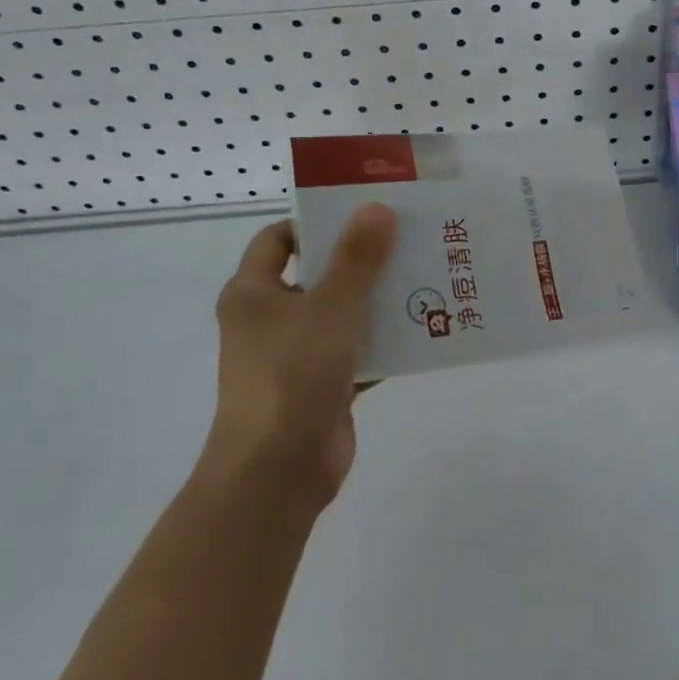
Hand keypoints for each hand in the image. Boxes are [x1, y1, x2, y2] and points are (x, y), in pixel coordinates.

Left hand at [204, 203, 397, 508]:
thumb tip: (376, 208)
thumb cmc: (293, 375)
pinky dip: (384, 343)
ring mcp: (295, 356)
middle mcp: (269, 320)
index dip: (316, 223)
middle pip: (317, 275)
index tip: (362, 214)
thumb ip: (356, 258)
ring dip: (377, 301)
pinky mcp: (320, 387)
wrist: (278, 472)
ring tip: (425, 277)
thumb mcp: (331, 307)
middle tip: (407, 239)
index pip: (278, 239)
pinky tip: (424, 329)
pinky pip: (356, 353)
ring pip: (341, 315)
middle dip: (360, 260)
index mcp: (253, 293)